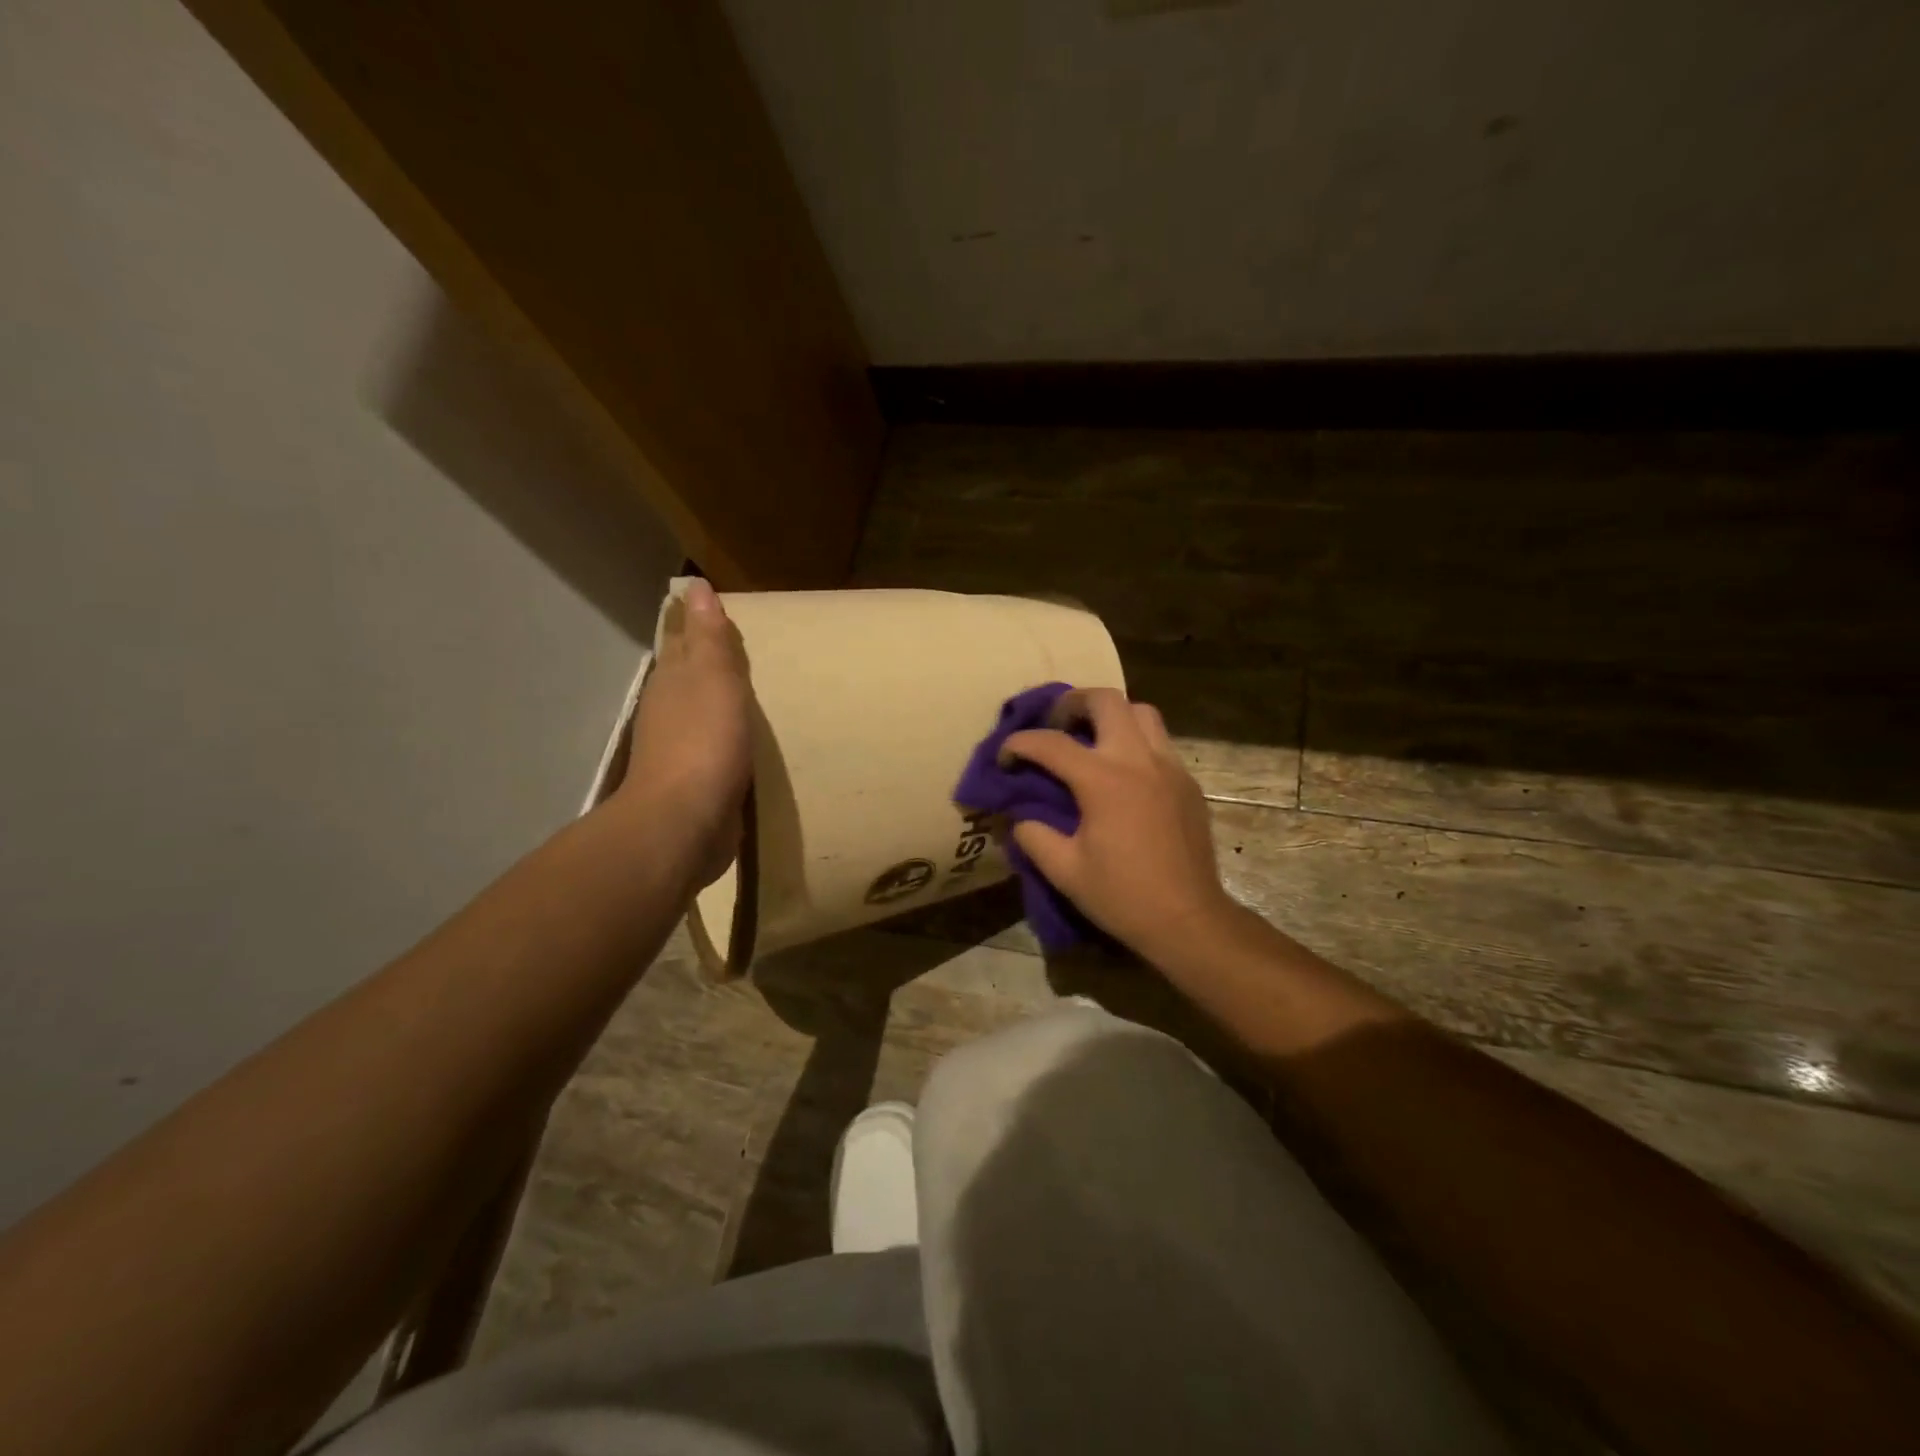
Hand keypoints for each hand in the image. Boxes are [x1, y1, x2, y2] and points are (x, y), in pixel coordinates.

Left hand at [618, 579, 752, 886]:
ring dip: (718, 701)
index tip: (712, 609)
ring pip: (701, 713)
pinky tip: (745, 741)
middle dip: (707, 661)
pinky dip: (728, 738)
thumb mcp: (713, 679)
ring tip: (748, 690)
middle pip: (689, 677)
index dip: (695, 625)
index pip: (682, 642)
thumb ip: (709, 638)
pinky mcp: (697, 784)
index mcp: (673, 681)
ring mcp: (681, 750)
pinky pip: (716, 749)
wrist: (685, 822)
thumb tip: (696, 588)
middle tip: (739, 646)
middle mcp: (669, 711)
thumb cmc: (703, 742)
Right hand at [1004, 688, 1238, 966]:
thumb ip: (1033, 836)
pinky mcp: (1188, 782)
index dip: (1019, 744)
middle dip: (1072, 703)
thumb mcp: (1064, 871)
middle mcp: (1138, 760)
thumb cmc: (1123, 896)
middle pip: (1106, 700)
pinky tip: (1123, 772)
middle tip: (1055, 725)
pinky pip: (1160, 742)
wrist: (1188, 920)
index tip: (1004, 758)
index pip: (1050, 743)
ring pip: (1141, 712)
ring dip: (1111, 715)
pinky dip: (1135, 741)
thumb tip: (1020, 817)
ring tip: (1091, 738)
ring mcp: (1169, 767)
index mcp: (1103, 780)